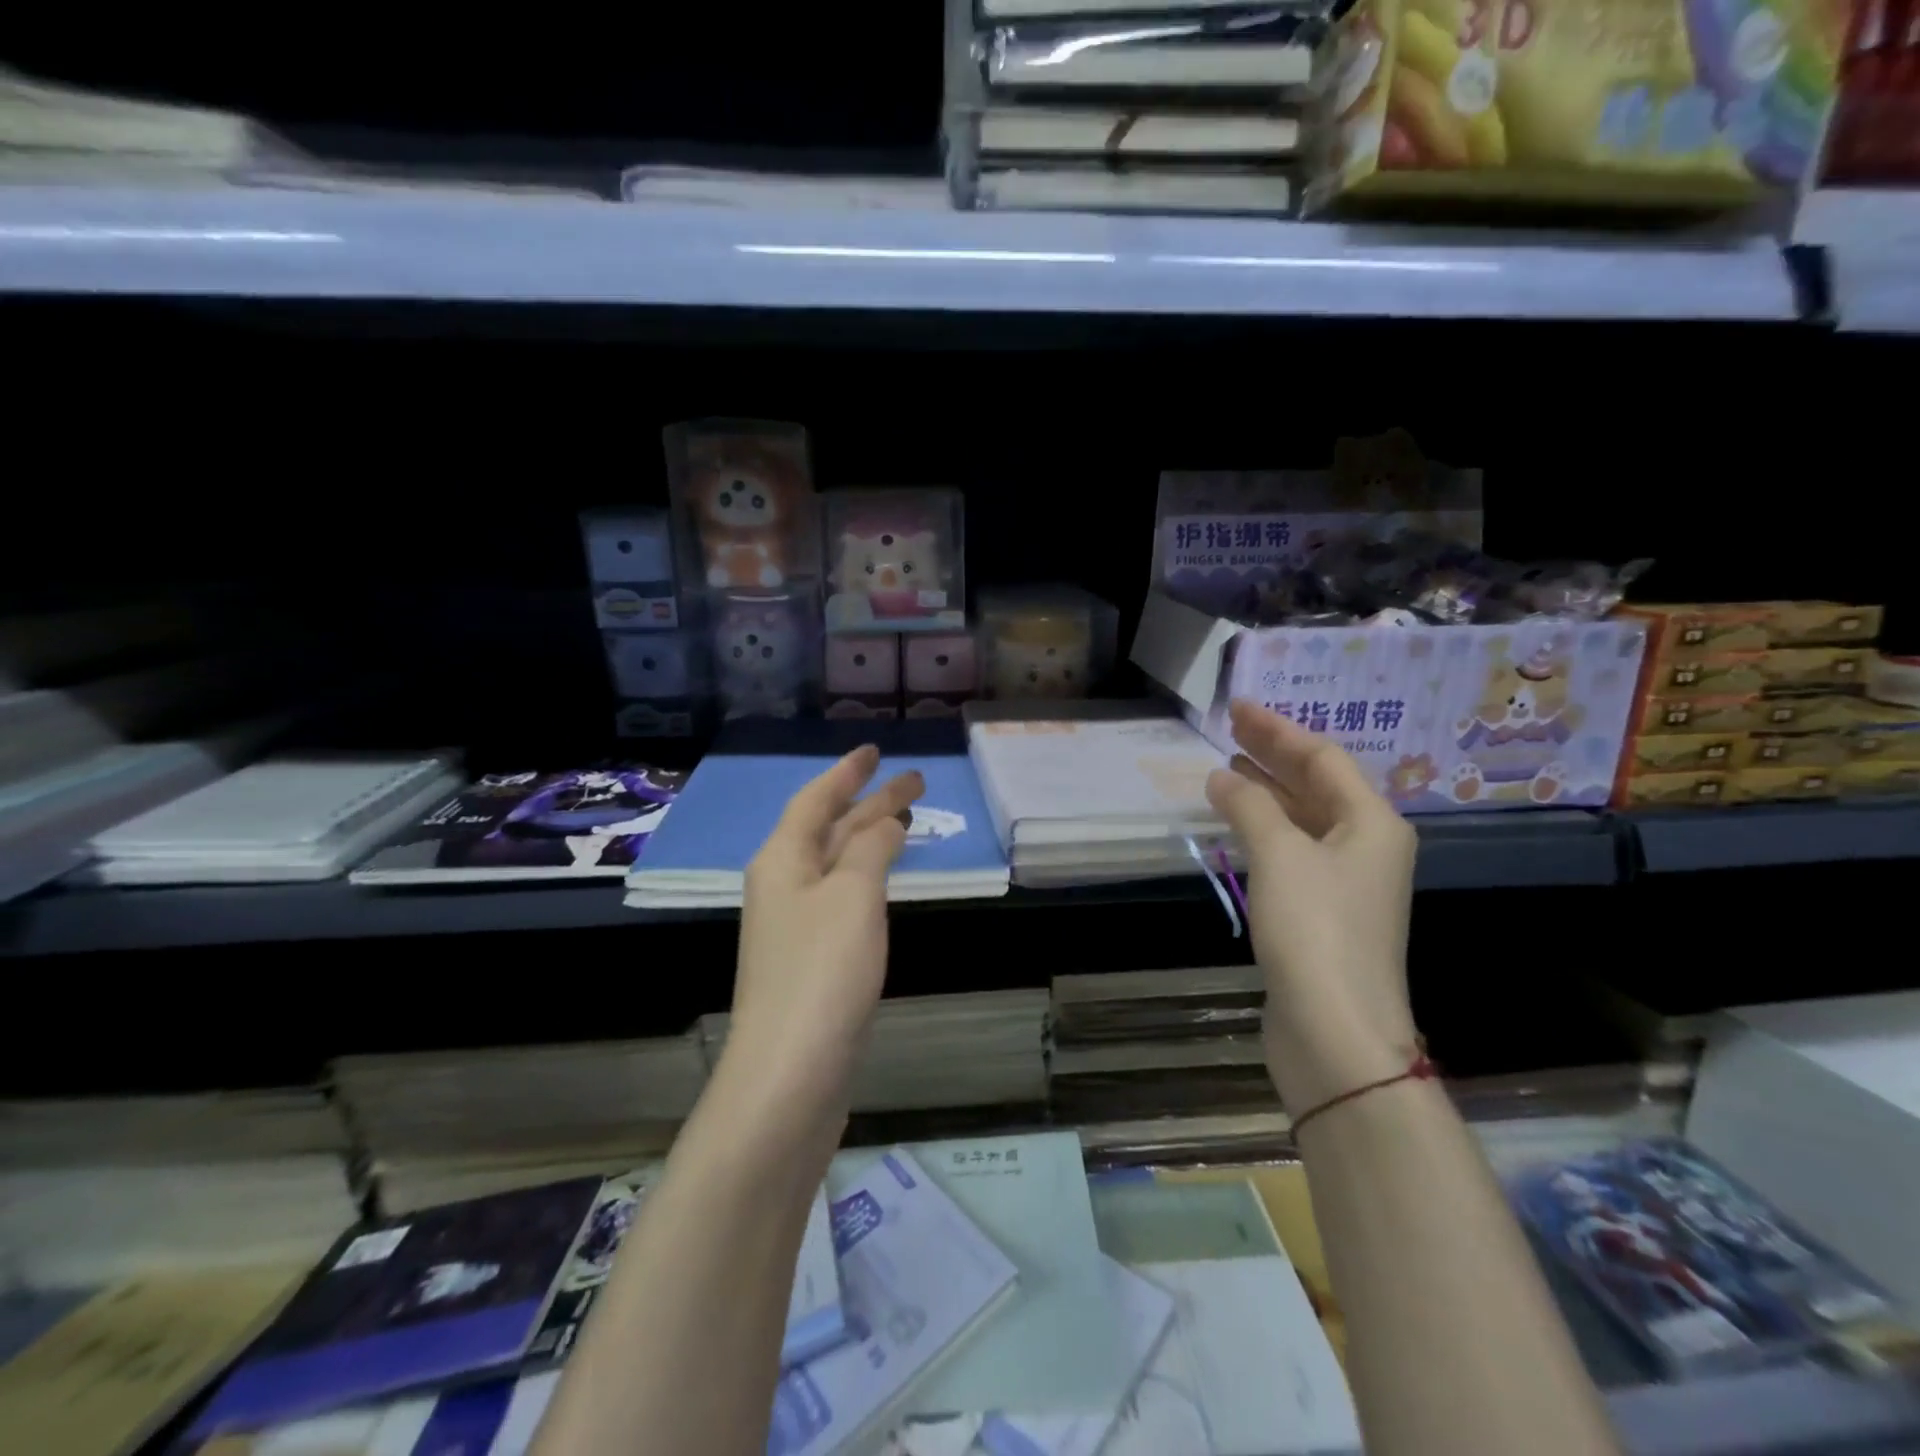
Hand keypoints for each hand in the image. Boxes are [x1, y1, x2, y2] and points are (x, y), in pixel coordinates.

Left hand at [725, 746, 924, 1128]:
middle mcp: (784, 886)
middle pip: (829, 829)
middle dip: (869, 802)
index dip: (846, 773)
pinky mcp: (813, 959)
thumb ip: (870, 849)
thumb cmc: (822, 970)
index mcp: (782, 860)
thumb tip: (884, 823)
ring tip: (905, 820)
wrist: (790, 1073)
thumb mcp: (852, 895)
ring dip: (869, 839)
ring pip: (837, 864)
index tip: (875, 751)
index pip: (815, 800)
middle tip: (914, 783)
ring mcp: (797, 925)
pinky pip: (843, 898)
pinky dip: (868, 877)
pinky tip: (886, 880)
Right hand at [1205, 700, 1419, 1112]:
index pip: (1323, 758)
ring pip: (1304, 819)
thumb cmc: (1315, 930)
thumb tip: (1222, 776)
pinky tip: (1236, 824)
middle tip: (1228, 730)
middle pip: (1317, 785)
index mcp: (1373, 823)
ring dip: (1266, 792)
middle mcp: (1367, 845)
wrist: (1335, 1029)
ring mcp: (1346, 882)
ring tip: (1227, 769)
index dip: (1279, 730)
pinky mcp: (1322, 912)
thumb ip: (1249, 805)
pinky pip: (1292, 851)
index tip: (1238, 708)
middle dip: (1273, 755)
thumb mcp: (1279, 855)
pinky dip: (1264, 829)